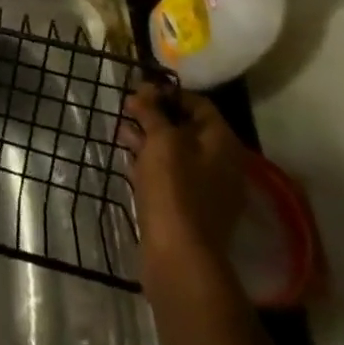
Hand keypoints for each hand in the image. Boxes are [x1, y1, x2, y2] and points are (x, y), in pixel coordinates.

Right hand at [120, 84, 246, 271]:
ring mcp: (208, 189)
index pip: (200, 104)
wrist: (180, 255)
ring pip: (177, 153)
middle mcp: (222, 164)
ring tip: (121, 130)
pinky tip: (128, 158)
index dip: (169, 93)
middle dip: (157, 115)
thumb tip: (145, 91)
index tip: (140, 89)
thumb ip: (152, 111)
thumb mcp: (161, 140)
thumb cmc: (174, 188)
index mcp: (223, 144)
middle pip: (188, 128)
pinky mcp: (191, 208)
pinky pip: (172, 175)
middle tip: (127, 108)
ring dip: (150, 138)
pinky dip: (152, 162)